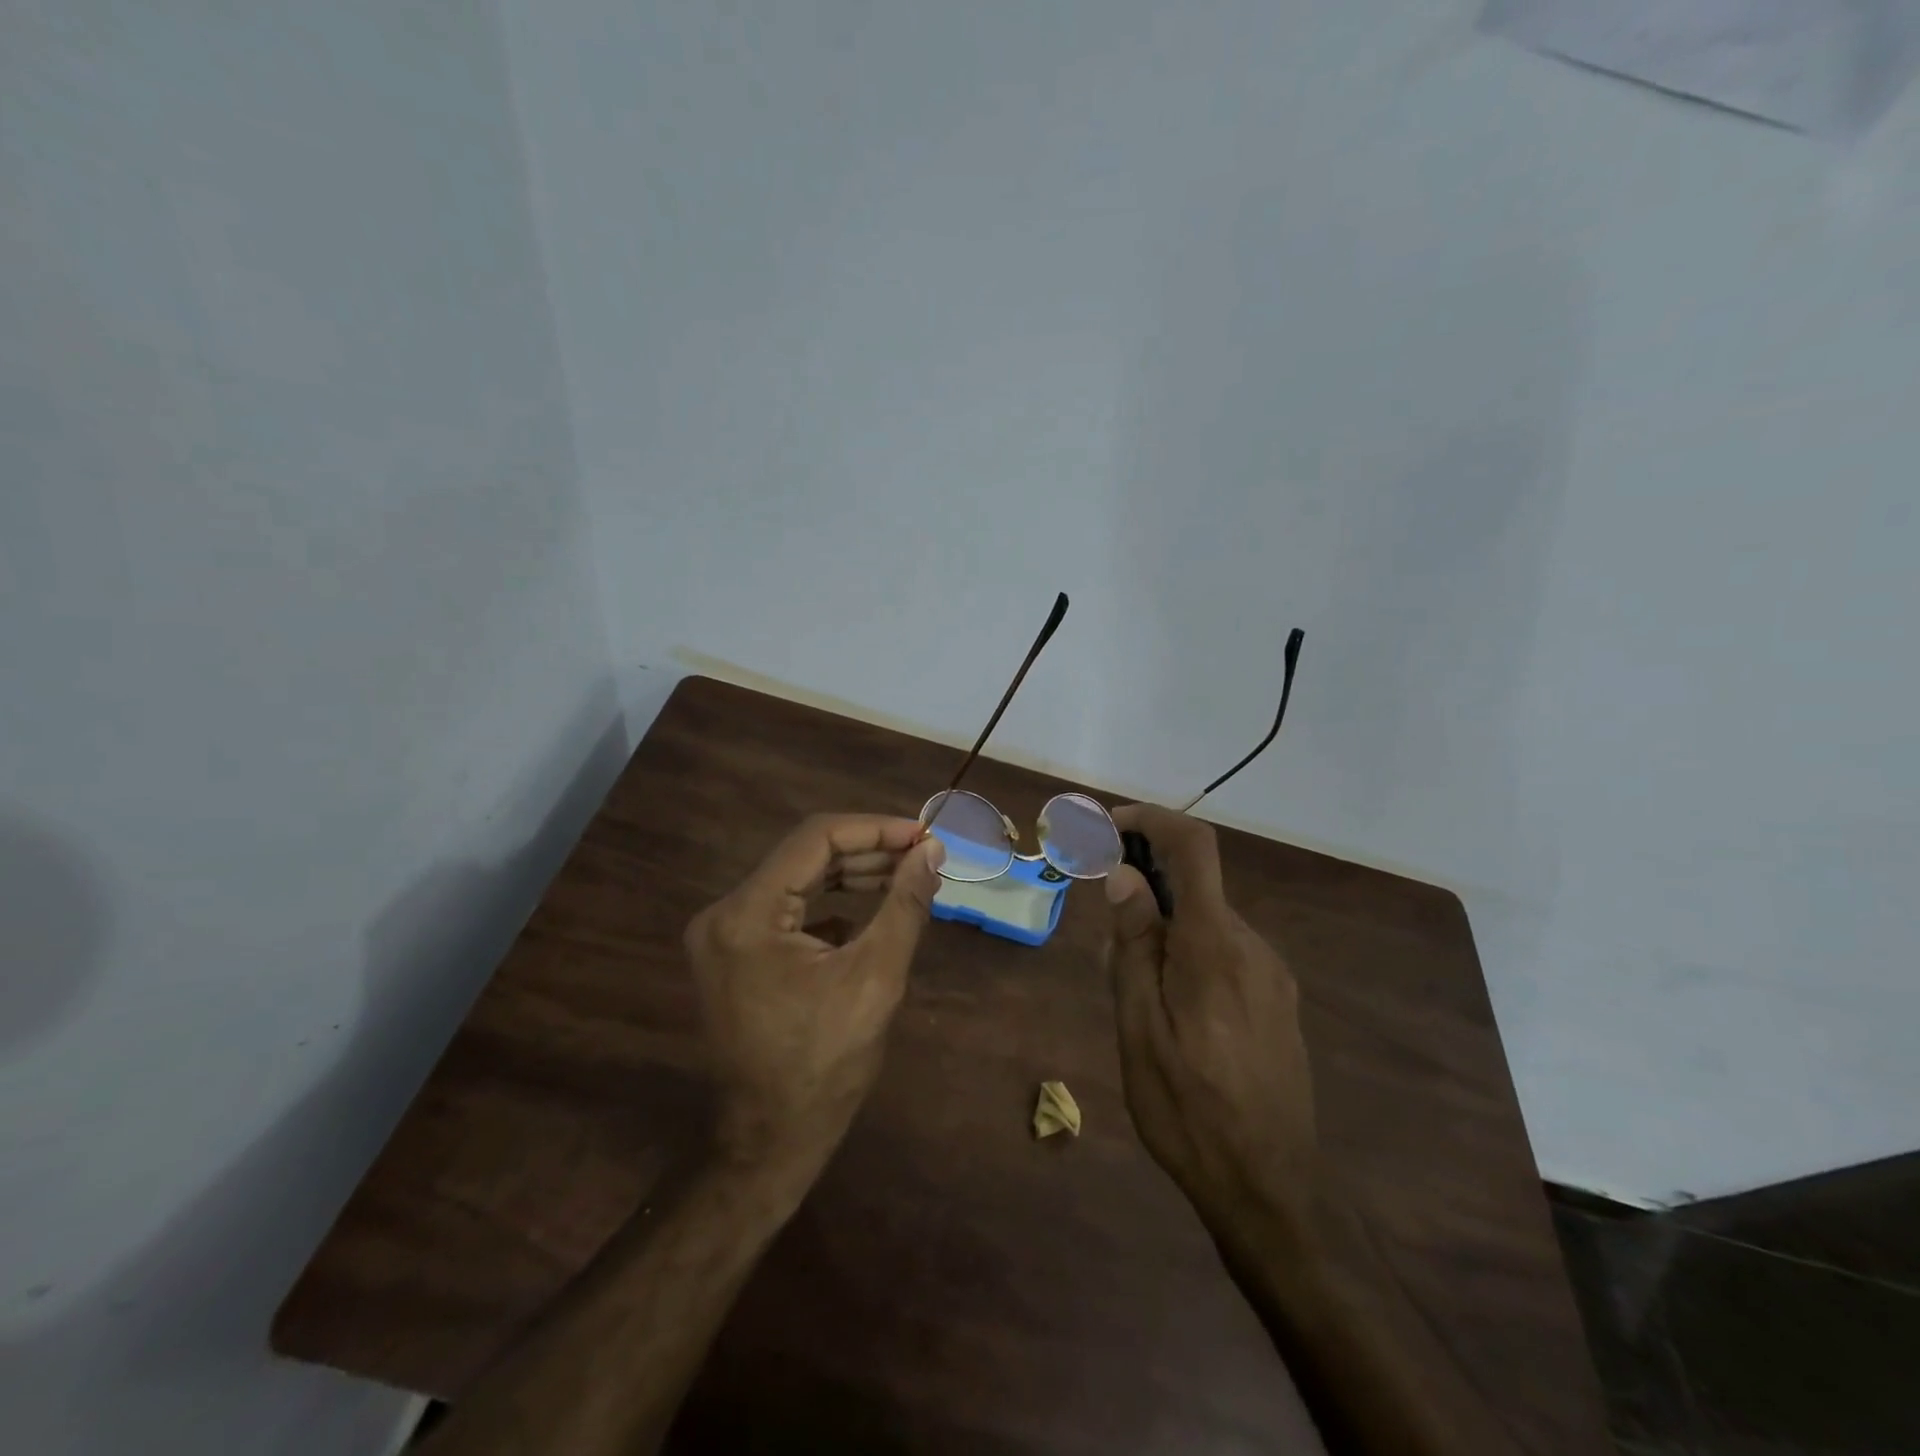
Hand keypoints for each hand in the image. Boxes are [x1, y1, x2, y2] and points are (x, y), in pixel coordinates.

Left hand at [684, 813, 945, 1178]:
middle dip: (868, 851)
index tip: (923, 834)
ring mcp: (724, 934)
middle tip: (922, 854)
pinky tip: (870, 912)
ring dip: (852, 874)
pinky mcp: (736, 953)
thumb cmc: (825, 1065)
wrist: (771, 1142)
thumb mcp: (876, 978)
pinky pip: (788, 908)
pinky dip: (830, 903)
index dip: (875, 829)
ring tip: (905, 875)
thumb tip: (933, 850)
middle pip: (804, 856)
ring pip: (797, 879)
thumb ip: (905, 904)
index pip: (815, 839)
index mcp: (747, 914)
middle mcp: (724, 913)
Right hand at [1103, 804, 1319, 1250]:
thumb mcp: (1140, 1028)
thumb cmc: (1188, 1110)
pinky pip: (1224, 950)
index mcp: (1213, 946)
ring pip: (1206, 920)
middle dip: (1144, 885)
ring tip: (1129, 983)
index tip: (1108, 828)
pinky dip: (1187, 949)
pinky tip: (1168, 1005)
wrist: (1272, 1187)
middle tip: (1103, 932)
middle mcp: (1250, 944)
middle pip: (1195, 883)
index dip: (1151, 819)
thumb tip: (1126, 875)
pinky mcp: (1277, 996)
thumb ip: (1135, 945)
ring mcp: (1270, 971)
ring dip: (1163, 925)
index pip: (1193, 847)